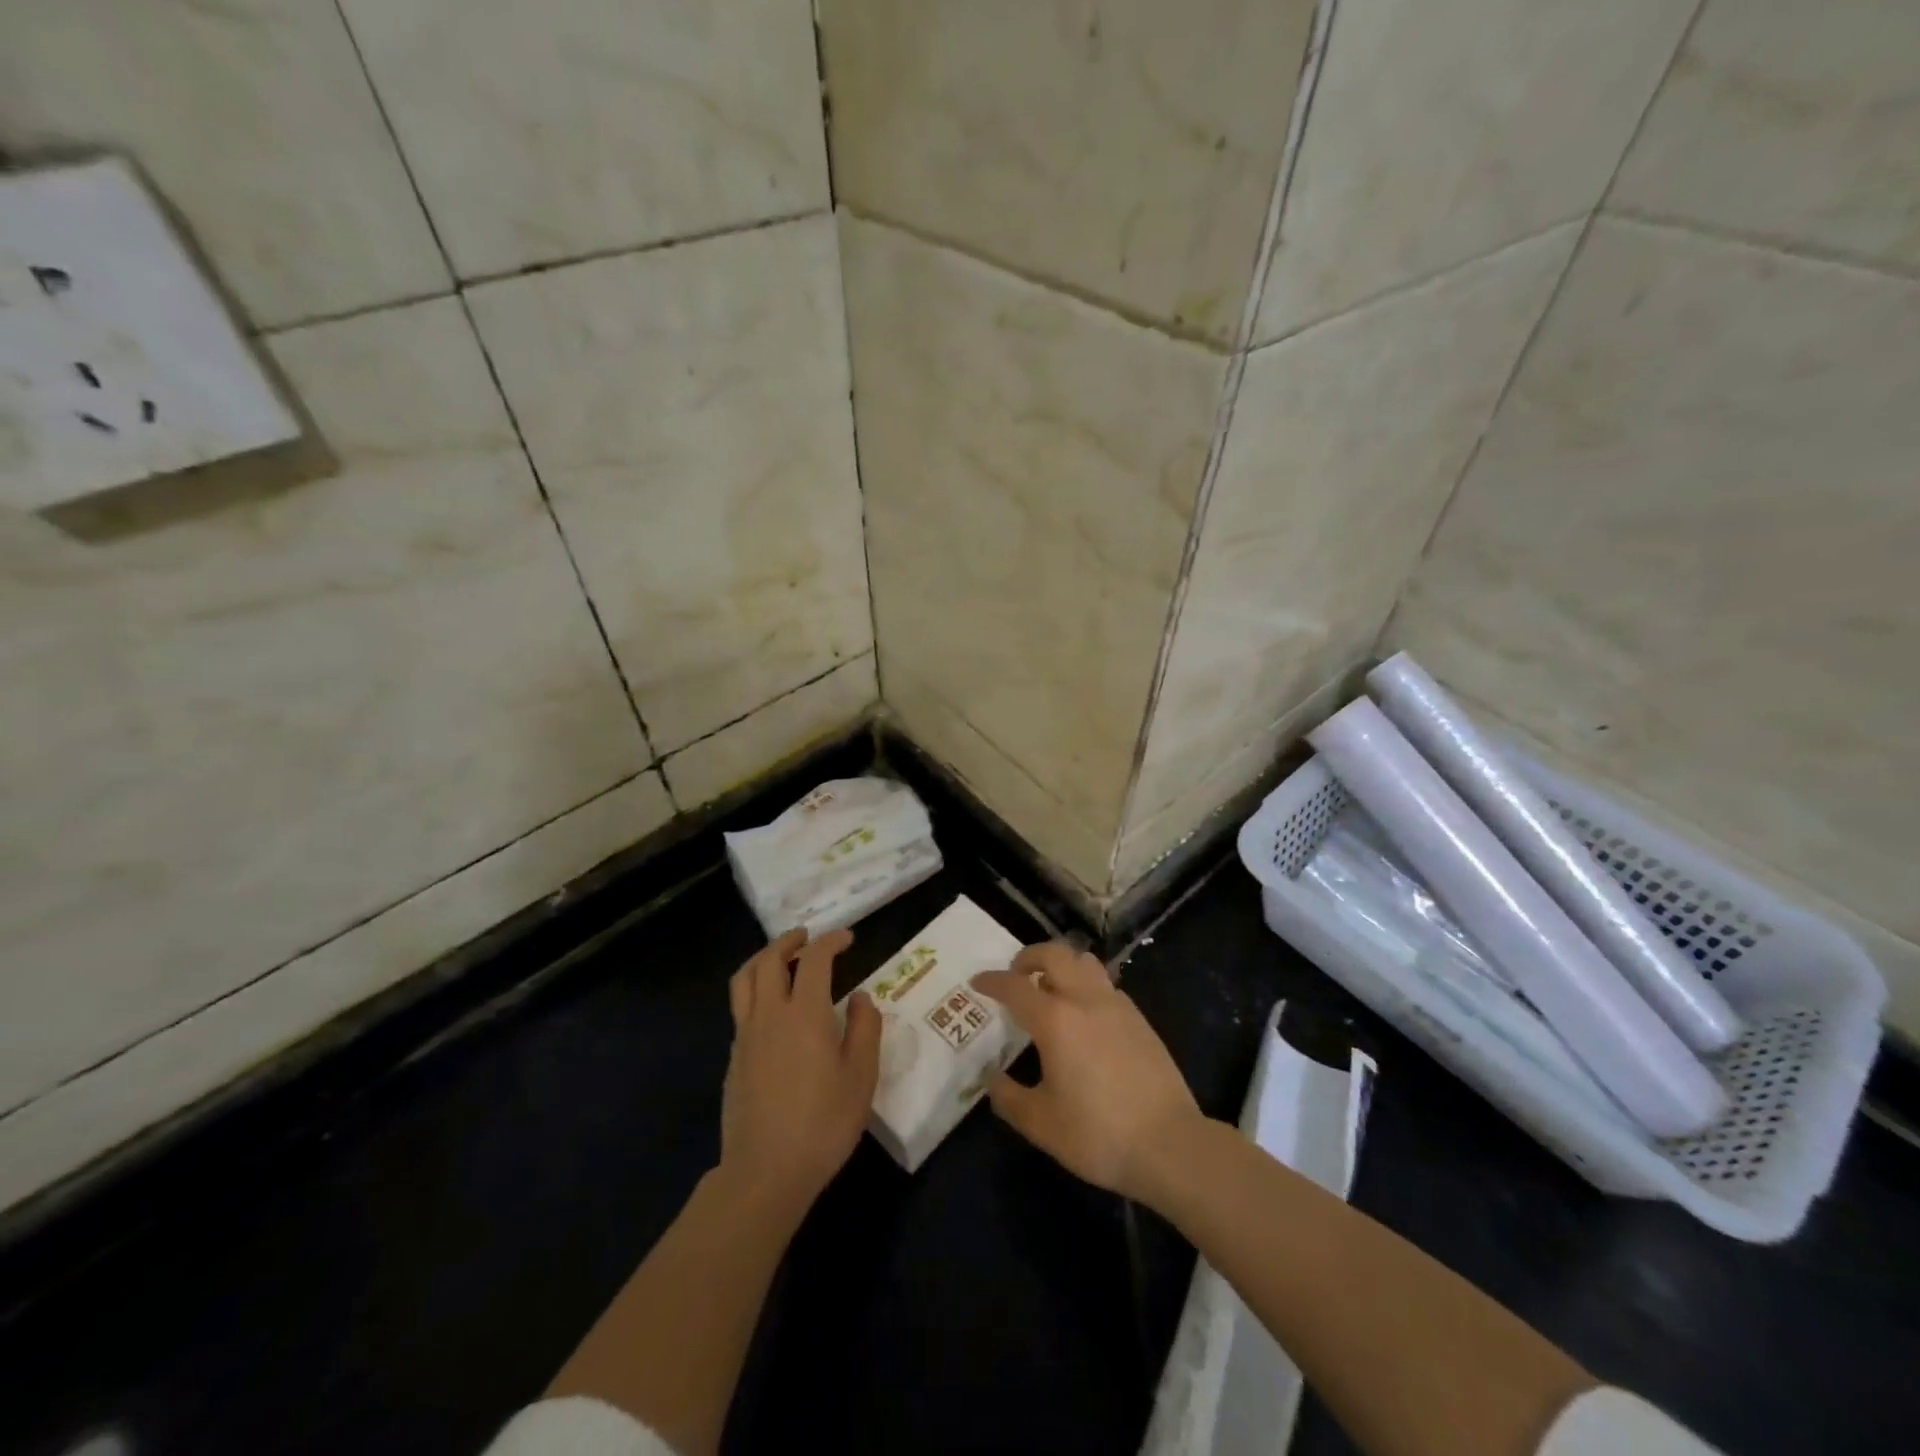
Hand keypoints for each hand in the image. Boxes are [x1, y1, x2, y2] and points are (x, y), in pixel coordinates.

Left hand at [720, 928, 880, 1218]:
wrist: (765, 1172)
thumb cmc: (823, 1123)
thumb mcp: (861, 1077)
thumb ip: (864, 1029)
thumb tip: (859, 997)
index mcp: (805, 1014)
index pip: (815, 960)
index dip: (831, 941)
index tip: (847, 938)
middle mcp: (770, 1014)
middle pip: (769, 960)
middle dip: (789, 941)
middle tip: (808, 937)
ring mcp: (746, 1036)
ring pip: (745, 979)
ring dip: (763, 959)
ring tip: (782, 958)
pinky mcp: (734, 1058)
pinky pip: (741, 1007)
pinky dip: (755, 989)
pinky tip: (772, 1007)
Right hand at [971, 942, 1201, 1201]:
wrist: (1169, 1144)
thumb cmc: (1098, 1134)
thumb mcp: (1041, 1124)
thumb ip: (1009, 1098)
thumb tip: (993, 1080)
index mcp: (1055, 1020)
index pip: (1015, 987)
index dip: (992, 981)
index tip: (977, 982)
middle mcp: (1085, 1000)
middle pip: (1054, 954)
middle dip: (1028, 957)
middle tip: (1016, 974)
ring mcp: (1117, 1005)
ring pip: (1084, 962)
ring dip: (1061, 964)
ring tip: (1050, 987)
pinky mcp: (1139, 1019)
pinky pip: (1105, 984)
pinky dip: (1085, 984)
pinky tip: (1084, 1014)